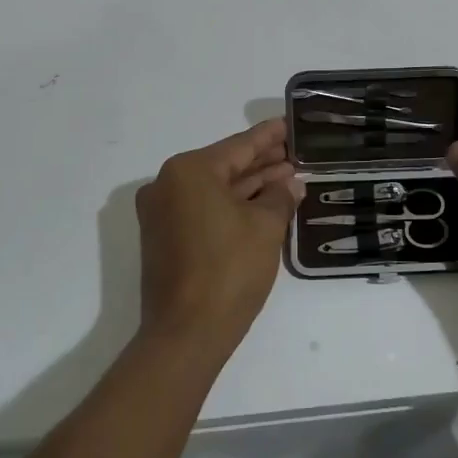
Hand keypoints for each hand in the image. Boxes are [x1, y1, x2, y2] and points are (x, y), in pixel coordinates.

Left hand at [135, 118, 301, 355]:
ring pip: (215, 189)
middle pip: (224, 165)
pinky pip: (203, 209)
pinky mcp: (164, 238)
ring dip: (250, 185)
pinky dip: (232, 205)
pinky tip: (263, 204)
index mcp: (189, 171)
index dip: (269, 136)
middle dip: (261, 162)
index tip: (289, 124)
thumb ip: (280, 197)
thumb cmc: (229, 270)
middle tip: (295, 152)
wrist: (186, 334)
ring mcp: (162, 213)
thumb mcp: (265, 227)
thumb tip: (290, 184)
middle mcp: (168, 185)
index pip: (239, 146)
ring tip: (288, 177)